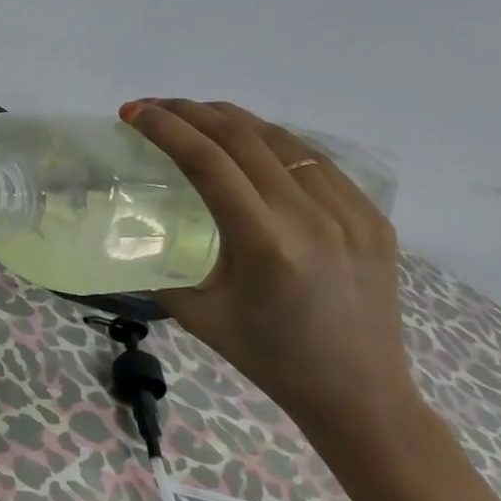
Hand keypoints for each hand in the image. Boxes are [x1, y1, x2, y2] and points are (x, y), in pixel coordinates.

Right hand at [123, 99, 417, 441]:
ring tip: (194, 114)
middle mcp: (311, 217)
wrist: (360, 393)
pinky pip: (315, 160)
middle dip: (190, 112)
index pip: (207, 162)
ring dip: (231, 118)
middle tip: (153, 107)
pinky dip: (272, 141)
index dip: (165, 129)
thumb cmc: (268, 357)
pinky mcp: (372, 216)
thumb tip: (127, 235)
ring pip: (282, 140)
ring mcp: (350, 213)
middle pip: (242, 138)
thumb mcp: (197, 314)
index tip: (132, 112)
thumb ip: (160, 267)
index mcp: (264, 244)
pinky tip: (250, 143)